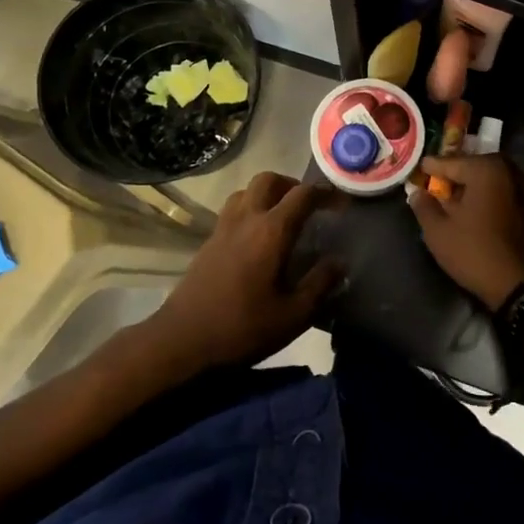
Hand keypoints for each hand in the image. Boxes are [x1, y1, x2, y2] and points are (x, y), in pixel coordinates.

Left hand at [145, 172, 341, 371]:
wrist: (181, 342)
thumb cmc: (242, 328)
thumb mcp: (293, 314)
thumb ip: (320, 284)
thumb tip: (339, 262)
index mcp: (271, 231)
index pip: (303, 195)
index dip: (326, 193)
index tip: (342, 205)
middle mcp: (246, 220)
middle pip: (269, 180)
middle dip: (292, 185)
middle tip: (309, 206)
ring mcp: (223, 229)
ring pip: (246, 191)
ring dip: (268, 195)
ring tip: (283, 218)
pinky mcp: (208, 243)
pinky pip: (233, 210)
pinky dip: (250, 211)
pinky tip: (258, 240)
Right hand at [407, 155, 523, 310]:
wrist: (519, 285)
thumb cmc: (474, 252)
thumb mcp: (438, 231)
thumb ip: (424, 206)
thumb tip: (417, 192)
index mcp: (486, 169)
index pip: (450, 162)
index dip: (431, 167)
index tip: (419, 170)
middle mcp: (508, 171)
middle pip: (473, 166)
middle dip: (454, 173)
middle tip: (436, 183)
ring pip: (491, 179)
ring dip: (473, 185)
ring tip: (454, 198)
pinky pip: (503, 192)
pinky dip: (488, 196)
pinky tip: (476, 210)